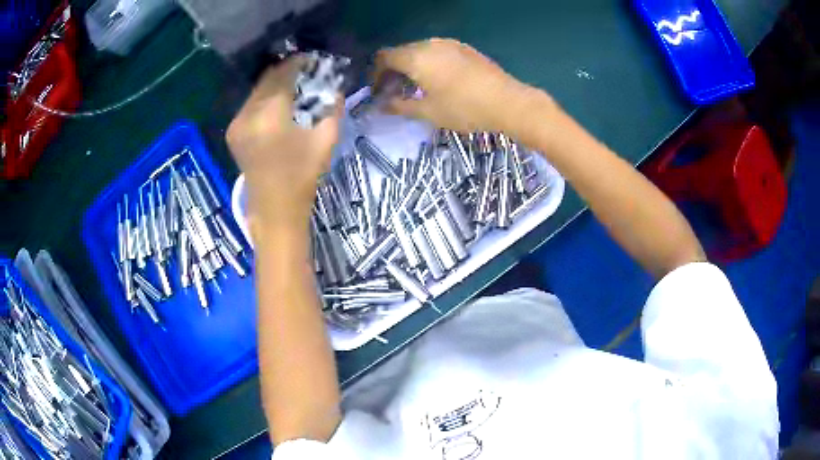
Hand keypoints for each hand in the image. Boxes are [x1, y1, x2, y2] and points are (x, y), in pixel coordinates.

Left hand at [226, 56, 340, 227]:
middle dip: (287, 71)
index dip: (299, 62)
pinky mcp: (233, 131)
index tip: (314, 59)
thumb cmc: (304, 176)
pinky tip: (280, 105)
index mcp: (270, 114)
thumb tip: (334, 84)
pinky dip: (266, 98)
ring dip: (276, 84)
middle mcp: (247, 113)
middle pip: (268, 78)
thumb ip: (331, 105)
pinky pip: (251, 104)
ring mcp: (236, 123)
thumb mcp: (326, 138)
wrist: (274, 209)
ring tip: (295, 87)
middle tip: (307, 72)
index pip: (284, 73)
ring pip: (258, 90)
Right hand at [375, 38, 550, 132]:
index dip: (376, 73)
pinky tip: (437, 80)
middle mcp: (430, 44)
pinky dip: (428, 63)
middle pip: (401, 52)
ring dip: (411, 66)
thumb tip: (381, 106)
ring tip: (415, 88)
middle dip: (392, 70)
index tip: (378, 91)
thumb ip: (400, 106)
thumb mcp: (428, 112)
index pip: (384, 57)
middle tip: (394, 92)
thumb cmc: (464, 109)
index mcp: (416, 57)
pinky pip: (437, 51)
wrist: (508, 102)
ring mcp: (450, 44)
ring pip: (420, 50)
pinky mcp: (464, 48)